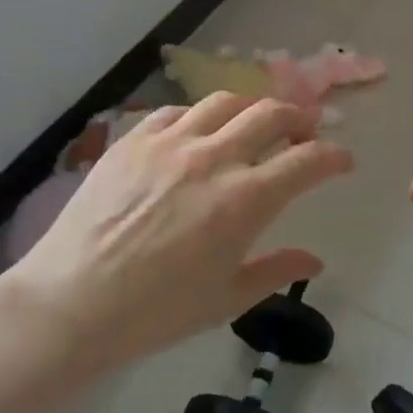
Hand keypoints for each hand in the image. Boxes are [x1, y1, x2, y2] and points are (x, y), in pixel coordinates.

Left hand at [2, 93, 352, 370]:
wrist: (70, 303)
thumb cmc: (156, 311)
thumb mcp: (227, 298)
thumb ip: (277, 270)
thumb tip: (316, 259)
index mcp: (245, 200)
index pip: (307, 160)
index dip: (335, 156)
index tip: (343, 160)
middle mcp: (214, 158)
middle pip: (272, 114)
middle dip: (300, 119)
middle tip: (305, 131)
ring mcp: (170, 143)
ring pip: (226, 101)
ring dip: (253, 108)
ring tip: (256, 123)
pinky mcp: (133, 139)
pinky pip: (178, 111)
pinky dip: (201, 117)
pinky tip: (199, 133)